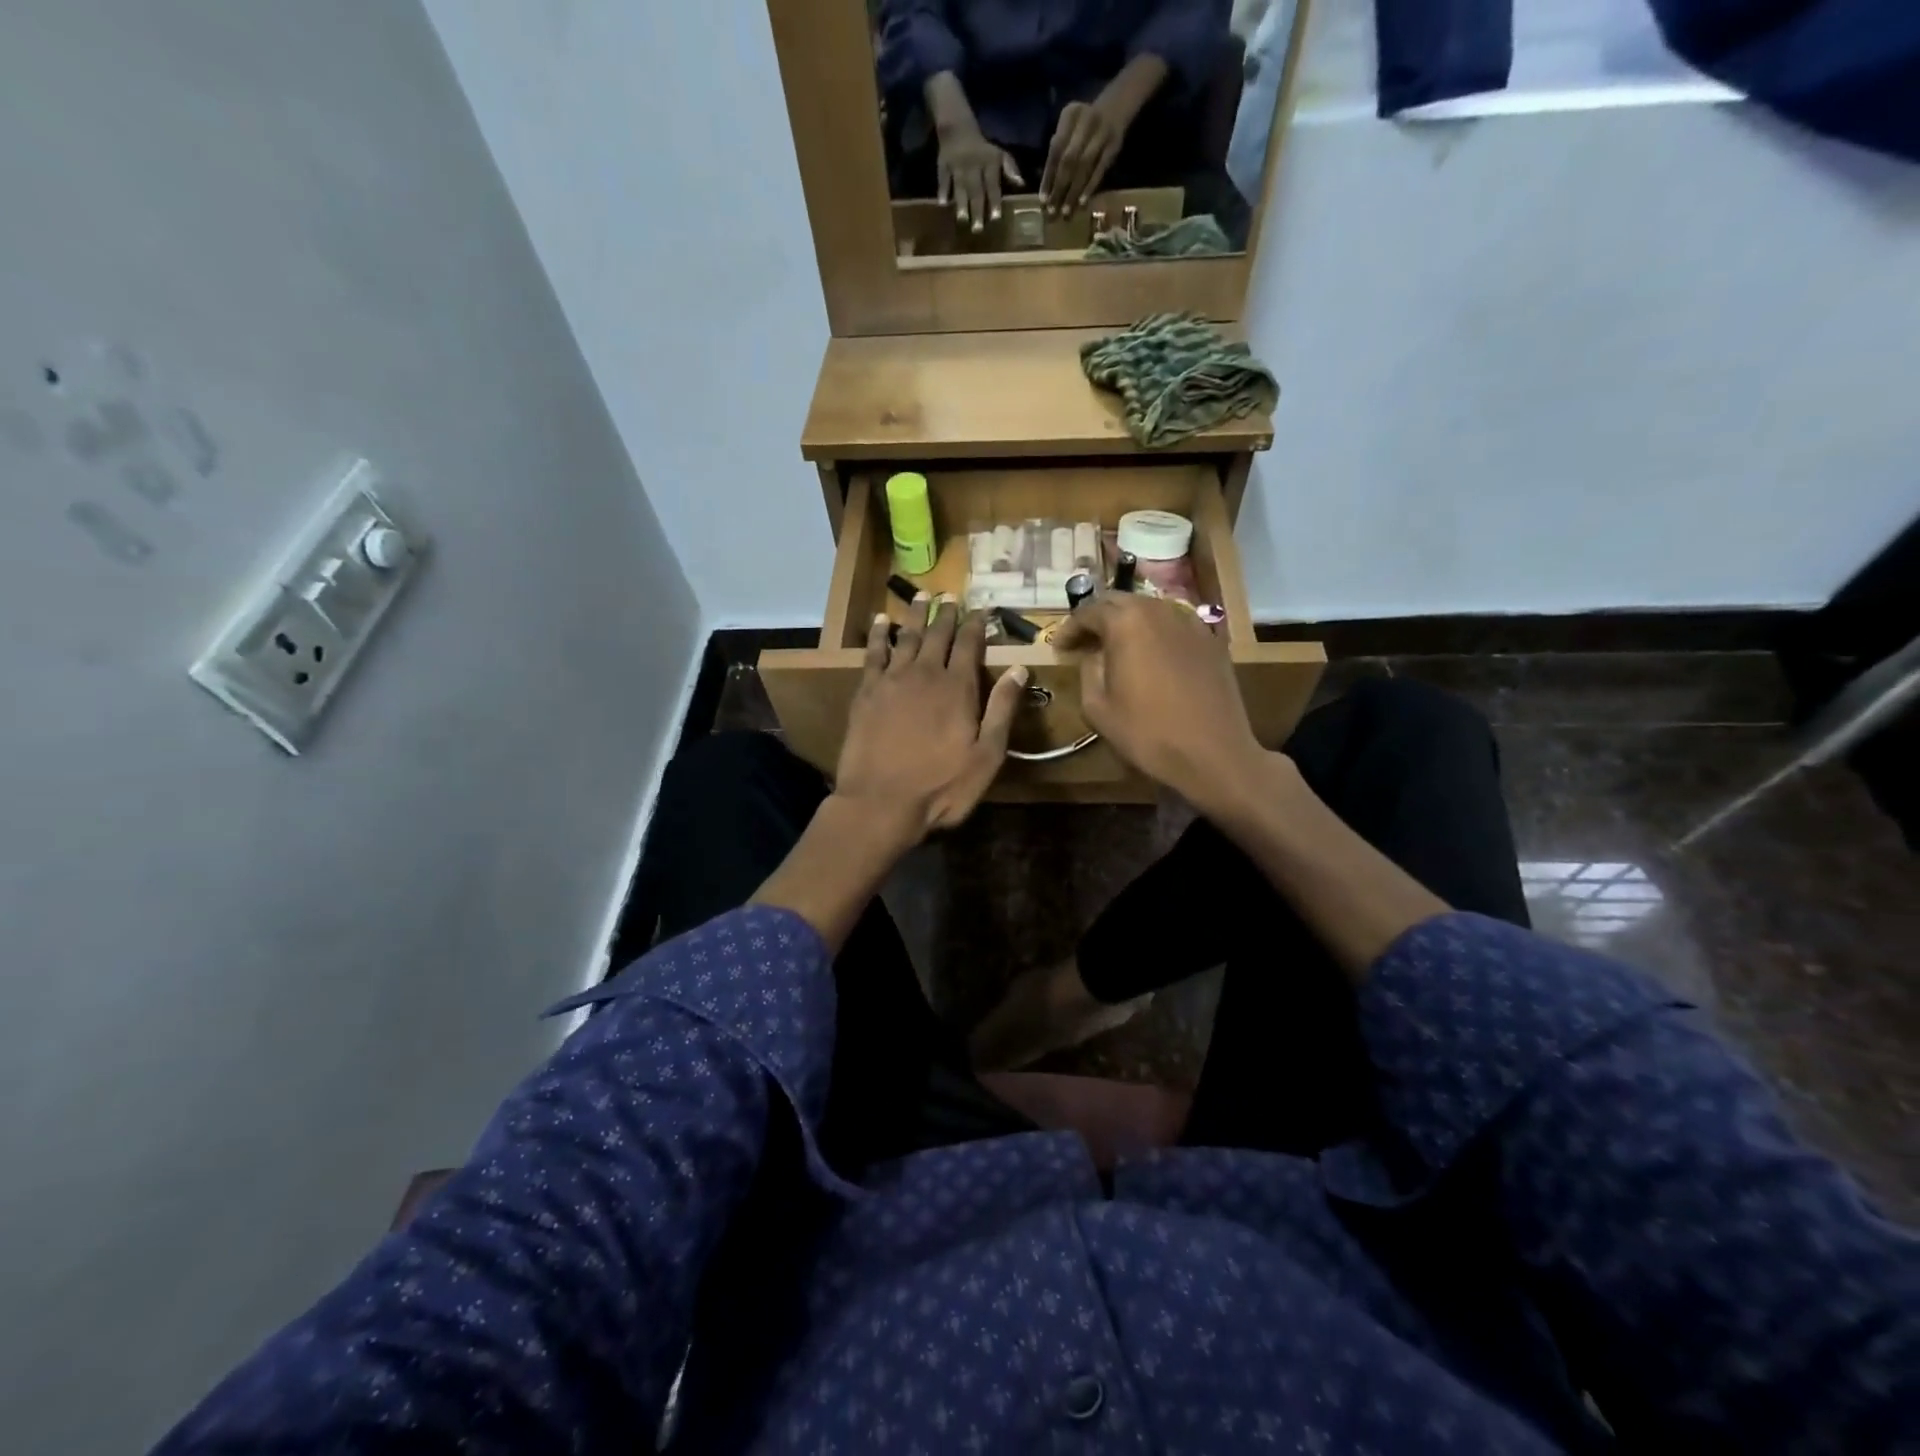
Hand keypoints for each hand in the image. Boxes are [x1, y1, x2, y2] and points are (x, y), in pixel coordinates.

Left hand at [835, 600, 1027, 838]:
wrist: (880, 802)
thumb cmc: (941, 787)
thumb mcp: (986, 755)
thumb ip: (1002, 710)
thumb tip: (1020, 669)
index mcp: (958, 688)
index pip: (970, 644)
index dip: (977, 624)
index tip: (982, 608)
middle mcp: (925, 674)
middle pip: (938, 634)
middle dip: (947, 613)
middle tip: (951, 595)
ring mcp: (892, 680)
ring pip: (906, 636)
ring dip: (915, 614)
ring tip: (922, 596)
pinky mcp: (867, 692)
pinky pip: (873, 653)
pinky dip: (878, 634)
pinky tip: (880, 621)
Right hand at [936, 128, 1023, 232]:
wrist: (958, 128)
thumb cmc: (982, 149)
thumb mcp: (998, 154)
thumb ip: (1010, 168)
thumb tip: (1021, 184)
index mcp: (989, 163)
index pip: (992, 184)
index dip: (994, 201)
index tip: (995, 218)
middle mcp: (973, 165)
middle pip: (976, 190)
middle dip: (977, 209)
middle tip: (977, 230)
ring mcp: (957, 165)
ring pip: (960, 186)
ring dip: (961, 203)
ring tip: (962, 220)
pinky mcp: (943, 164)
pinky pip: (943, 178)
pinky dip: (942, 190)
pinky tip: (942, 204)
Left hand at [1040, 99, 1125, 214]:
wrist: (1114, 108)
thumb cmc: (1083, 125)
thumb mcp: (1069, 128)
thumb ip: (1058, 151)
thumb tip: (1047, 187)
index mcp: (1070, 115)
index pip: (1055, 150)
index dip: (1048, 177)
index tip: (1042, 201)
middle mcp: (1086, 120)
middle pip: (1069, 160)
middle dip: (1059, 188)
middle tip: (1053, 212)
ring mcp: (1102, 133)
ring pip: (1084, 167)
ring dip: (1073, 192)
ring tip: (1066, 213)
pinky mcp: (1114, 146)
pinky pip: (1100, 170)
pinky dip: (1090, 187)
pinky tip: (1082, 203)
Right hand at [1052, 594, 1262, 813]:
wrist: (1213, 753)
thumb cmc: (1147, 733)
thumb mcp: (1097, 707)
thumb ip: (1088, 671)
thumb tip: (1093, 656)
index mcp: (1126, 622)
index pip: (1088, 611)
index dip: (1069, 628)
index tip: (1059, 648)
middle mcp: (1158, 611)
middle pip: (1119, 601)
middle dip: (1097, 618)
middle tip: (1084, 643)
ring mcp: (1190, 622)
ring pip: (1149, 609)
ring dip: (1128, 623)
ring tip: (1116, 648)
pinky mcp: (1211, 640)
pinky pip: (1174, 625)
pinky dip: (1155, 633)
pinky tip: (1151, 656)